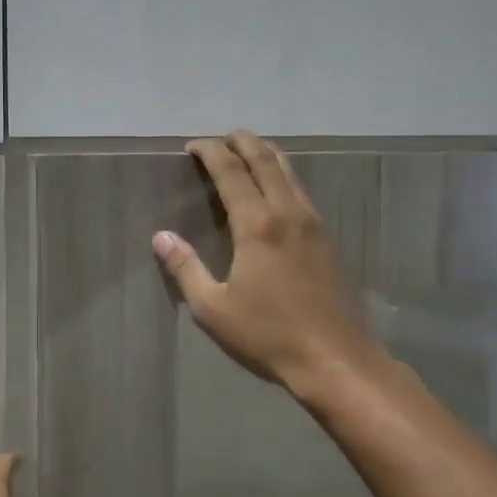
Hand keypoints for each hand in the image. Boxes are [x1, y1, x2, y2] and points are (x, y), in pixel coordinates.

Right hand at [153, 130, 381, 399]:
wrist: (335, 359)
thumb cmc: (268, 335)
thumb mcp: (213, 309)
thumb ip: (186, 268)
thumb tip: (161, 237)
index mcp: (257, 226)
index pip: (232, 173)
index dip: (211, 153)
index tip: (193, 146)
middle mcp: (288, 214)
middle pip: (266, 161)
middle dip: (243, 142)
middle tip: (223, 137)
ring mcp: (314, 225)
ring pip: (290, 173)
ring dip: (267, 155)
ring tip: (249, 150)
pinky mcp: (328, 240)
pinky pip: (302, 192)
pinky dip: (284, 177)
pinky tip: (278, 190)